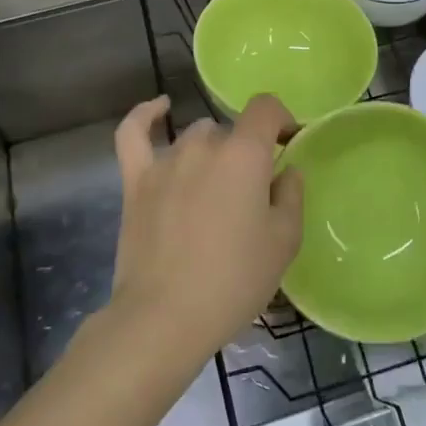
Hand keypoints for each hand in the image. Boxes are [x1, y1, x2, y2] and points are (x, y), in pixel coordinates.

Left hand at [107, 94, 304, 367]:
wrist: (165, 317)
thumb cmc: (234, 280)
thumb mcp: (283, 242)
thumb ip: (291, 195)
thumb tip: (286, 170)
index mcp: (244, 155)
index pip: (265, 108)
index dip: (281, 119)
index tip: (288, 144)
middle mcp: (203, 145)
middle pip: (231, 132)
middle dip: (246, 153)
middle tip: (252, 194)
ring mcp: (165, 161)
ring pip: (195, 138)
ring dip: (211, 152)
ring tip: (216, 189)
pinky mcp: (135, 180)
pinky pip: (134, 133)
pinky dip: (146, 116)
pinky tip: (160, 108)